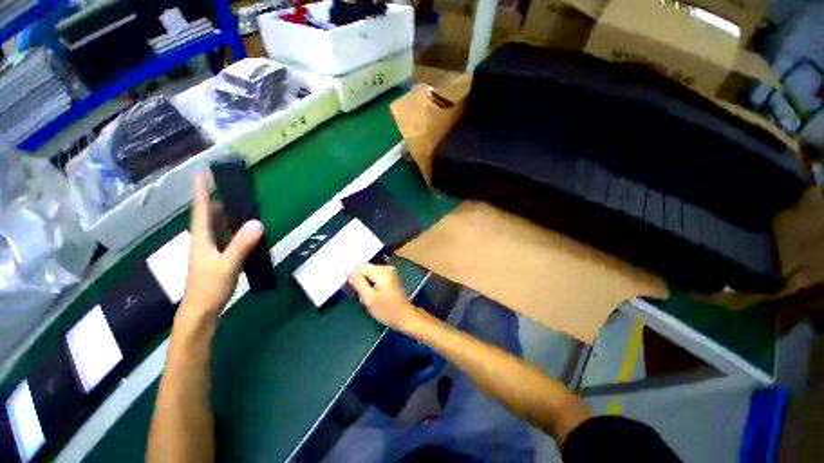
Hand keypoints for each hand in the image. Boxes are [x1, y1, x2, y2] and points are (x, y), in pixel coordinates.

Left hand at [180, 173, 263, 319]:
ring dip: (226, 216)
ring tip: (241, 208)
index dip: (201, 192)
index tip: (200, 173)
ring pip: (216, 227)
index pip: (201, 210)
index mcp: (201, 238)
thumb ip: (241, 244)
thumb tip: (257, 222)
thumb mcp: (227, 264)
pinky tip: (244, 232)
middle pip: (208, 216)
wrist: (201, 310)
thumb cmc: (209, 287)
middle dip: (217, 201)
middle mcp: (203, 241)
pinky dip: (233, 230)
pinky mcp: (216, 258)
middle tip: (233, 191)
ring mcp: (209, 250)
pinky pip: (224, 237)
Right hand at [347, 264, 420, 330]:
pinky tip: (374, 298)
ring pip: (369, 276)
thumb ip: (357, 281)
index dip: (354, 279)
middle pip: (365, 271)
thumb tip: (346, 267)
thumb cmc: (387, 309)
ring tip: (370, 300)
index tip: (356, 292)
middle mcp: (386, 268)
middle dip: (361, 284)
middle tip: (364, 299)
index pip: (359, 267)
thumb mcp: (369, 297)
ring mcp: (390, 273)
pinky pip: (376, 279)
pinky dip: (372, 288)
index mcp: (381, 270)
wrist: (406, 318)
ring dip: (366, 287)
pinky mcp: (391, 279)